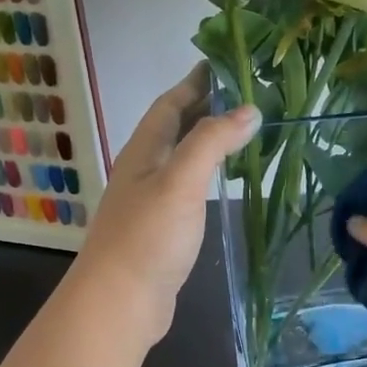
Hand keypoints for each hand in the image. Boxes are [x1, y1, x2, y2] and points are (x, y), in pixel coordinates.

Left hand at [67, 64, 260, 345]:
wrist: (119, 303)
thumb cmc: (148, 237)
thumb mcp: (180, 181)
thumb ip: (211, 142)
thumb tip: (248, 109)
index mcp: (143, 151)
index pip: (169, 103)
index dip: (196, 82)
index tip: (226, 62)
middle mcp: (142, 170)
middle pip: (174, 128)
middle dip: (205, 107)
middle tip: (247, 95)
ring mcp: (149, 202)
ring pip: (180, 159)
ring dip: (207, 141)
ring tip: (243, 132)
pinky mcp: (160, 230)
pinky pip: (186, 188)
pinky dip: (207, 175)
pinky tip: (224, 183)